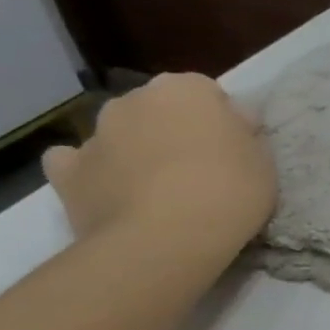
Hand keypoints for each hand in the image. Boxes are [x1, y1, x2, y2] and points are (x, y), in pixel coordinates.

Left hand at [42, 74, 276, 260]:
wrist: (165, 240)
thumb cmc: (228, 192)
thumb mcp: (263, 161)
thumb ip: (243, 135)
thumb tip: (232, 124)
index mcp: (185, 90)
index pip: (206, 92)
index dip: (220, 120)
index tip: (233, 149)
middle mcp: (135, 100)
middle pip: (158, 108)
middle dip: (174, 130)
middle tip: (198, 169)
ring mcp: (95, 134)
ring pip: (119, 133)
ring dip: (135, 149)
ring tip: (157, 189)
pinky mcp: (66, 171)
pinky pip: (75, 163)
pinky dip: (90, 172)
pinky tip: (108, 191)